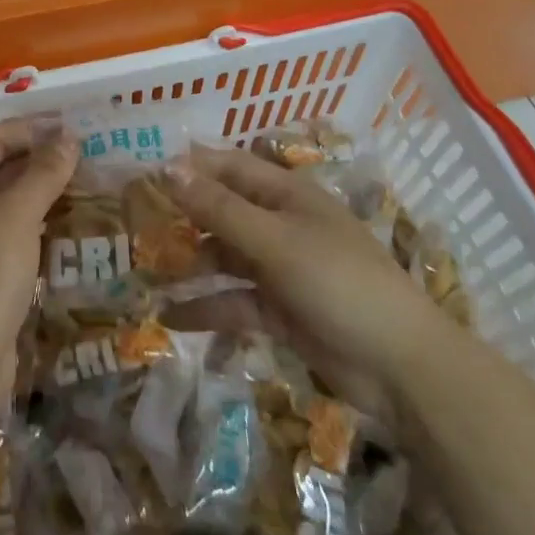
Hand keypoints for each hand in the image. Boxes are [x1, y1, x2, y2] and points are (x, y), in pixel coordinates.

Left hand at [0, 120, 77, 403]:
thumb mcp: (15, 216)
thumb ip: (43, 173)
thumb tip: (68, 138)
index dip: (32, 130)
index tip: (75, 129)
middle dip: (39, 162)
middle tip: (87, 158)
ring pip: (4, 207)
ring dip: (40, 197)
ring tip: (85, 188)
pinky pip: (8, 240)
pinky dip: (35, 230)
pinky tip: (66, 231)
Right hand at [165, 145, 448, 385]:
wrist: (401, 368)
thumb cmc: (338, 283)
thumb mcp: (273, 241)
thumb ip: (218, 208)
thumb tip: (167, 168)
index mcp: (286, 194)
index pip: (228, 166)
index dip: (189, 166)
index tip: (143, 171)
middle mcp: (280, 224)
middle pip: (222, 211)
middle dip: (182, 217)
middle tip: (134, 223)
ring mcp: (280, 269)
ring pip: (224, 257)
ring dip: (190, 264)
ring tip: (143, 272)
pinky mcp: (280, 311)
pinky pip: (234, 301)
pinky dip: (206, 307)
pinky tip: (169, 316)